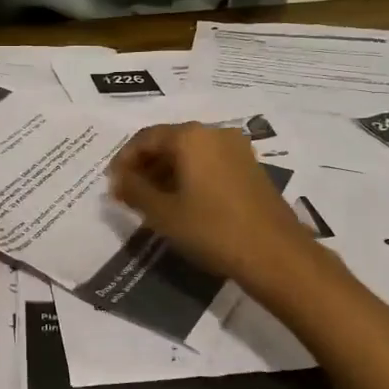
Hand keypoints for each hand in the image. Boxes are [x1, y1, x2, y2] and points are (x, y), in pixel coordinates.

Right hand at [108, 122, 315, 287]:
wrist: (275, 255)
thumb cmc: (211, 229)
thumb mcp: (163, 213)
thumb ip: (134, 190)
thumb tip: (118, 180)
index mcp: (190, 136)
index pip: (145, 138)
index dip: (124, 160)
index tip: (113, 185)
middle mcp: (215, 133)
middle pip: (169, 141)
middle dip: (146, 165)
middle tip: (130, 193)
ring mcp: (237, 150)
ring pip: (191, 153)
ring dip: (167, 172)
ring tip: (152, 201)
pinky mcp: (251, 168)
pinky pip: (210, 163)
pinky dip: (190, 176)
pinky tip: (182, 202)